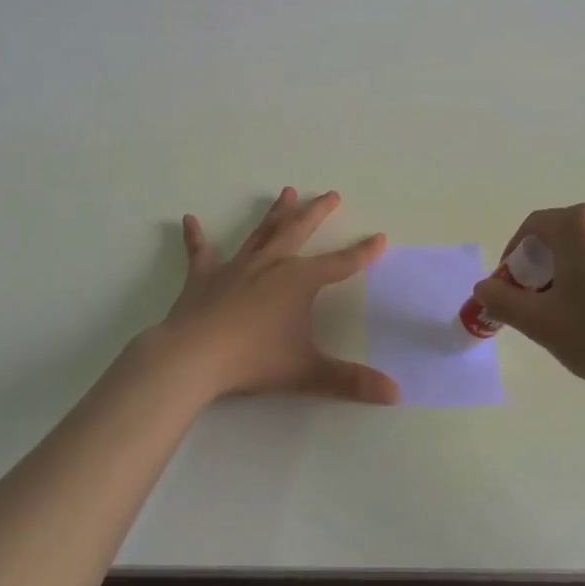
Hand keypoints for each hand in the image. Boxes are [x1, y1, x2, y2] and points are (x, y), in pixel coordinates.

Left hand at [151, 187, 398, 405]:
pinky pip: (201, 252)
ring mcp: (236, 266)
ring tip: (287, 192)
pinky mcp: (204, 277)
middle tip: (331, 195)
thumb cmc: (254, 360)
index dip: (362, 253)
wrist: (193, 357)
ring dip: (275, 213)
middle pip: (299, 230)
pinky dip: (196, 236)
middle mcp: (271, 264)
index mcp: (298, 280)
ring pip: (261, 233)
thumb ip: (350, 381)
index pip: (340, 264)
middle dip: (318, 212)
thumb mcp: (307, 372)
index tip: (379, 237)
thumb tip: (396, 393)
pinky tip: (189, 220)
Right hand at [471, 204, 584, 399]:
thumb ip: (502, 299)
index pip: (532, 227)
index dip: (513, 256)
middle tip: (534, 302)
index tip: (508, 288)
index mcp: (578, 225)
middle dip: (540, 265)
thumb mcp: (539, 321)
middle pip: (560, 235)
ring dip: (568, 270)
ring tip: (566, 310)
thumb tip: (483, 287)